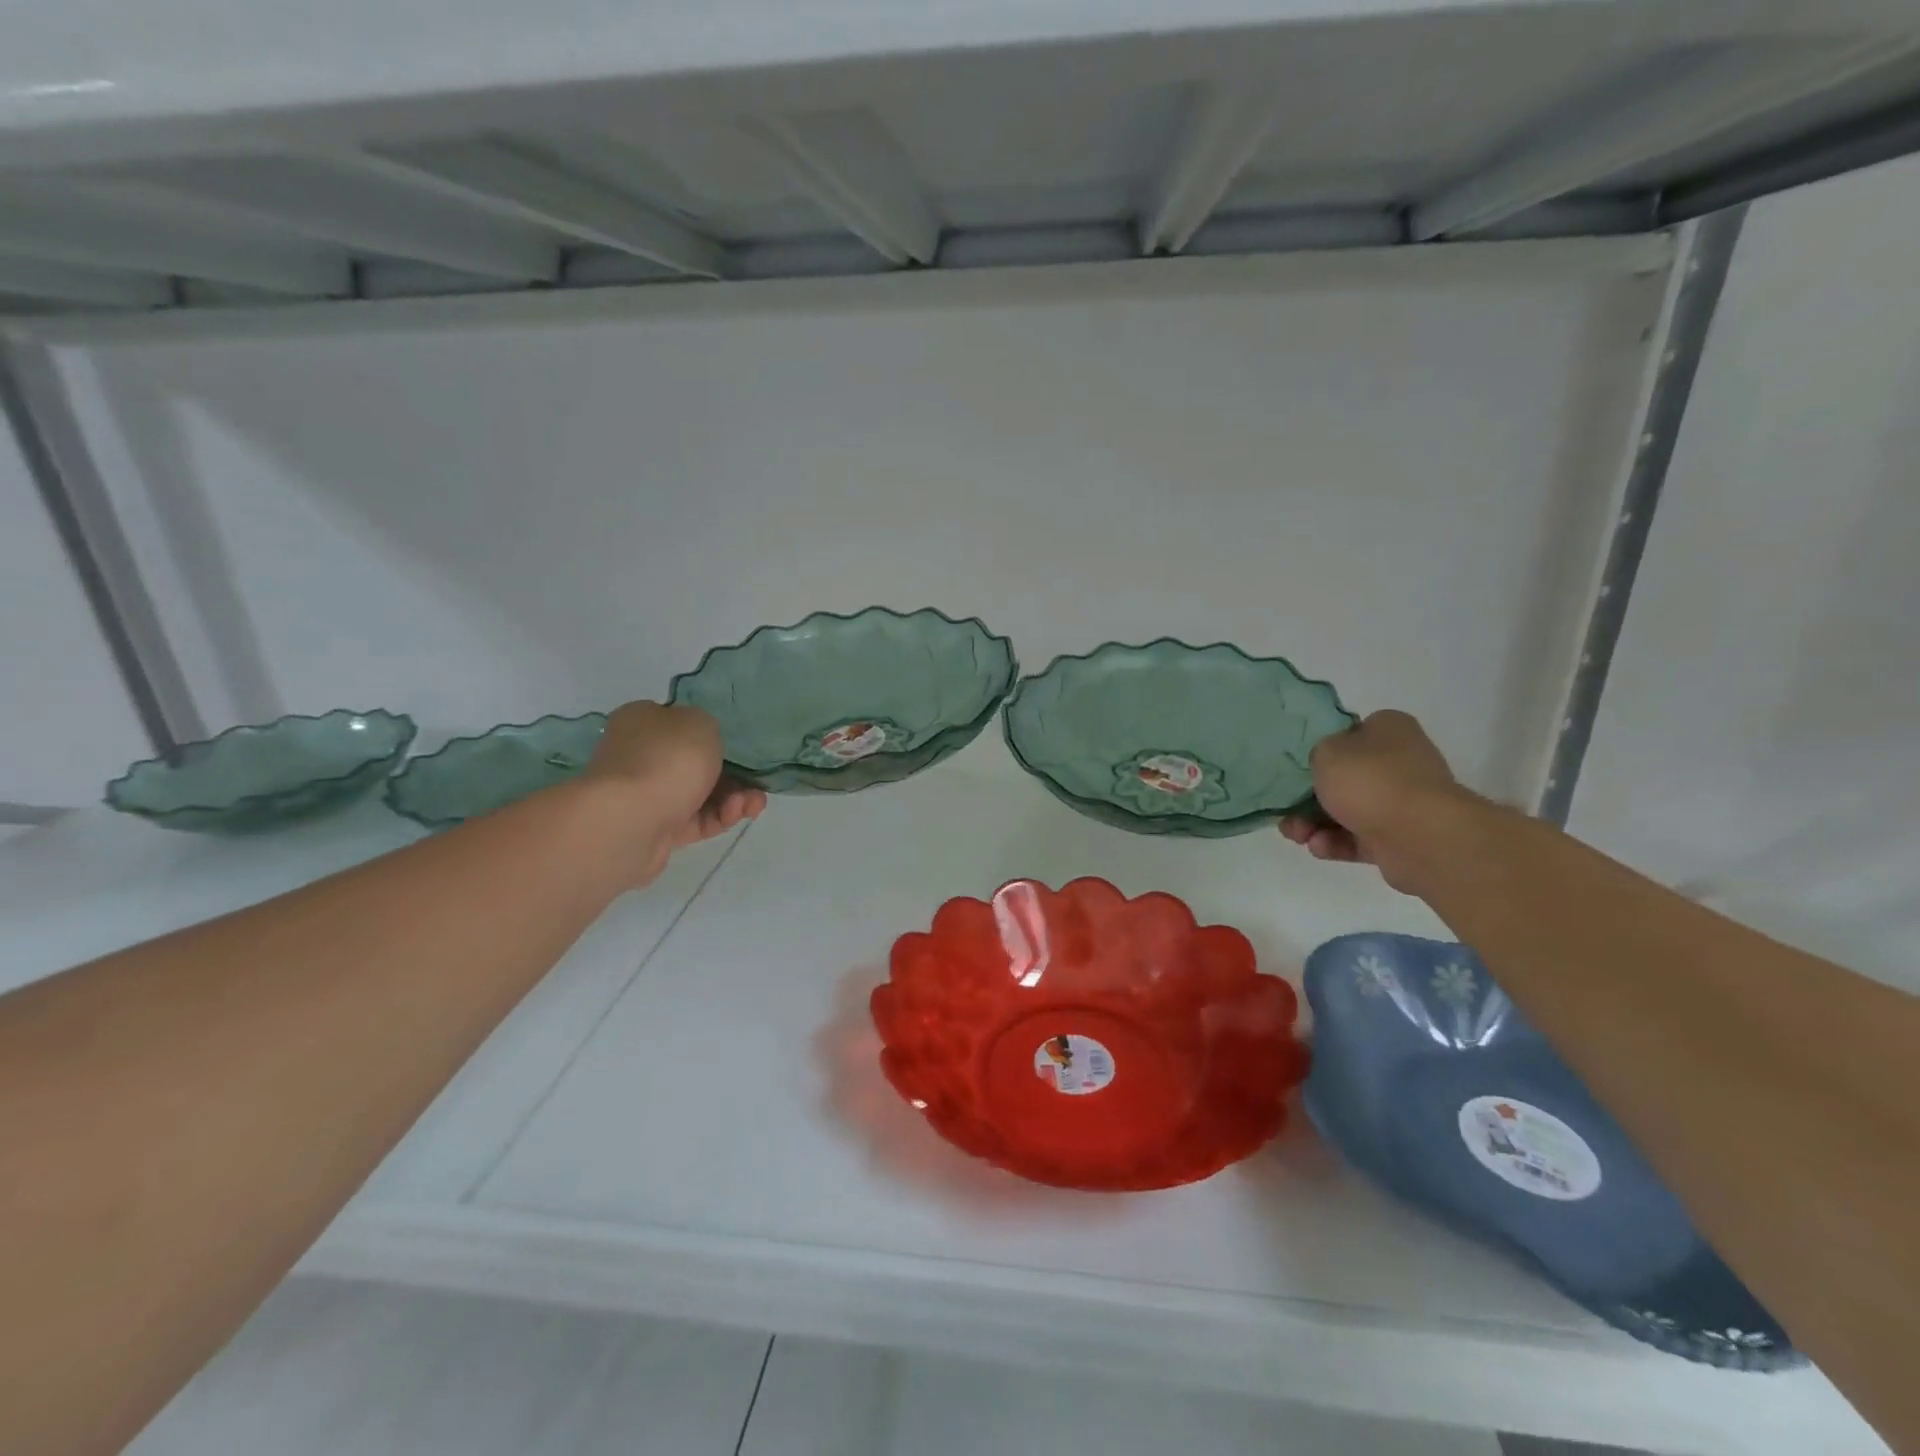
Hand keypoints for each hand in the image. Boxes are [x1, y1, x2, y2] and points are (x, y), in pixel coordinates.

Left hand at [582, 702, 765, 882]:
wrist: (630, 820)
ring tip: (754, 803)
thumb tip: (700, 743)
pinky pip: (698, 820)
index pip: (679, 722)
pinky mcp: (658, 829)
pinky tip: (739, 813)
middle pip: (695, 762)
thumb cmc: (667, 759)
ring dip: (734, 796)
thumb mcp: (701, 722)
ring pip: (701, 793)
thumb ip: (708, 726)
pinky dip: (721, 816)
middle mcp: (640, 755)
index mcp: (642, 721)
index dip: (711, 733)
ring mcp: (647, 795)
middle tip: (757, 780)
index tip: (738, 745)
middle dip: (733, 772)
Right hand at [1279, 710, 1470, 892]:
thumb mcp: (1327, 751)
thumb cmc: (1370, 780)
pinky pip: (1358, 838)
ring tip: (1296, 835)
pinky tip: (1319, 847)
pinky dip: (1335, 843)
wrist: (1420, 835)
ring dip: (1315, 823)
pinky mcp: (1399, 838)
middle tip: (1286, 811)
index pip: (1351, 733)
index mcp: (1390, 730)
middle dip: (1309, 798)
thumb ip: (1318, 752)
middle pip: (1344, 778)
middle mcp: (1400, 762)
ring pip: (1347, 810)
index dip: (1323, 749)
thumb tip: (1327, 764)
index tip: (1301, 767)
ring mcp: (1402, 802)